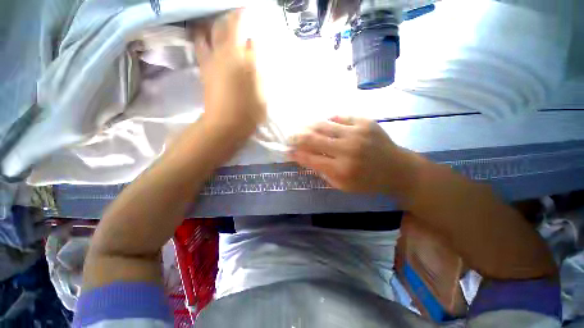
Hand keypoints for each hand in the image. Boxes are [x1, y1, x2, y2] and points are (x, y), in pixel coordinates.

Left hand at [190, 10, 265, 135]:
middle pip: (221, 26)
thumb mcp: (261, 90)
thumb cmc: (249, 110)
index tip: (249, 13)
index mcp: (240, 58)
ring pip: (206, 33)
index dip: (244, 17)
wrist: (226, 125)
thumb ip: (257, 66)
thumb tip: (251, 47)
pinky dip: (204, 38)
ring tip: (219, 25)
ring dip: (212, 25)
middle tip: (236, 17)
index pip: (241, 30)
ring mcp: (210, 61)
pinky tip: (209, 39)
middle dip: (229, 17)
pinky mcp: (203, 70)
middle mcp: (223, 53)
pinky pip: (200, 47)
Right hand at [289, 117, 419, 197]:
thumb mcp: (343, 186)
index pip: (311, 158)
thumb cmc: (368, 182)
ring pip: (324, 125)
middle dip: (297, 137)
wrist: (398, 169)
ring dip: (309, 126)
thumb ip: (323, 172)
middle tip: (290, 136)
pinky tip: (324, 123)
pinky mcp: (365, 122)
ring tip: (302, 127)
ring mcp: (357, 133)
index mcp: (342, 169)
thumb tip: (305, 158)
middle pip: (314, 139)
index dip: (297, 154)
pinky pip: (340, 116)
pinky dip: (329, 120)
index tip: (288, 151)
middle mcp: (347, 149)